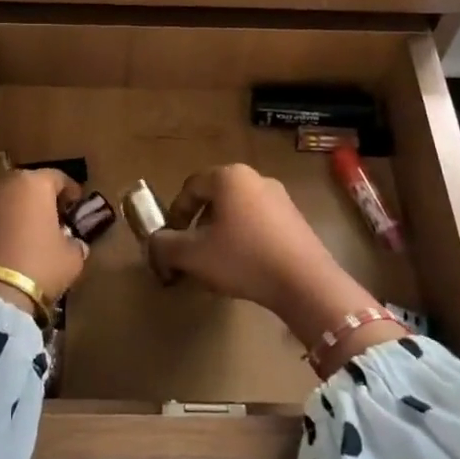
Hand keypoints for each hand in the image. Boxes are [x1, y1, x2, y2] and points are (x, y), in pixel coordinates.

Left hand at [0, 168, 87, 314]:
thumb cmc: (39, 267)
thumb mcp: (71, 258)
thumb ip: (75, 243)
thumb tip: (73, 242)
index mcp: (34, 184)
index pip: (58, 177)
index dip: (70, 190)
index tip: (77, 204)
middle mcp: (4, 184)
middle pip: (27, 184)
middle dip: (40, 198)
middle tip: (52, 218)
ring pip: (4, 200)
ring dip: (16, 211)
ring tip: (27, 233)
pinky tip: (5, 245)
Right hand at [148, 165, 393, 357]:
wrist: (305, 282)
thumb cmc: (243, 259)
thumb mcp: (194, 255)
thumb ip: (166, 246)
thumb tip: (154, 243)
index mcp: (228, 177)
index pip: (191, 187)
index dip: (175, 213)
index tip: (170, 240)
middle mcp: (255, 178)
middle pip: (215, 198)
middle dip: (198, 224)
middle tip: (191, 252)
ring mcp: (280, 197)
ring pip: (238, 211)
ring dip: (221, 233)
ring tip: (216, 263)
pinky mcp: (296, 219)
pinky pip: (259, 222)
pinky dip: (245, 239)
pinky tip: (244, 266)